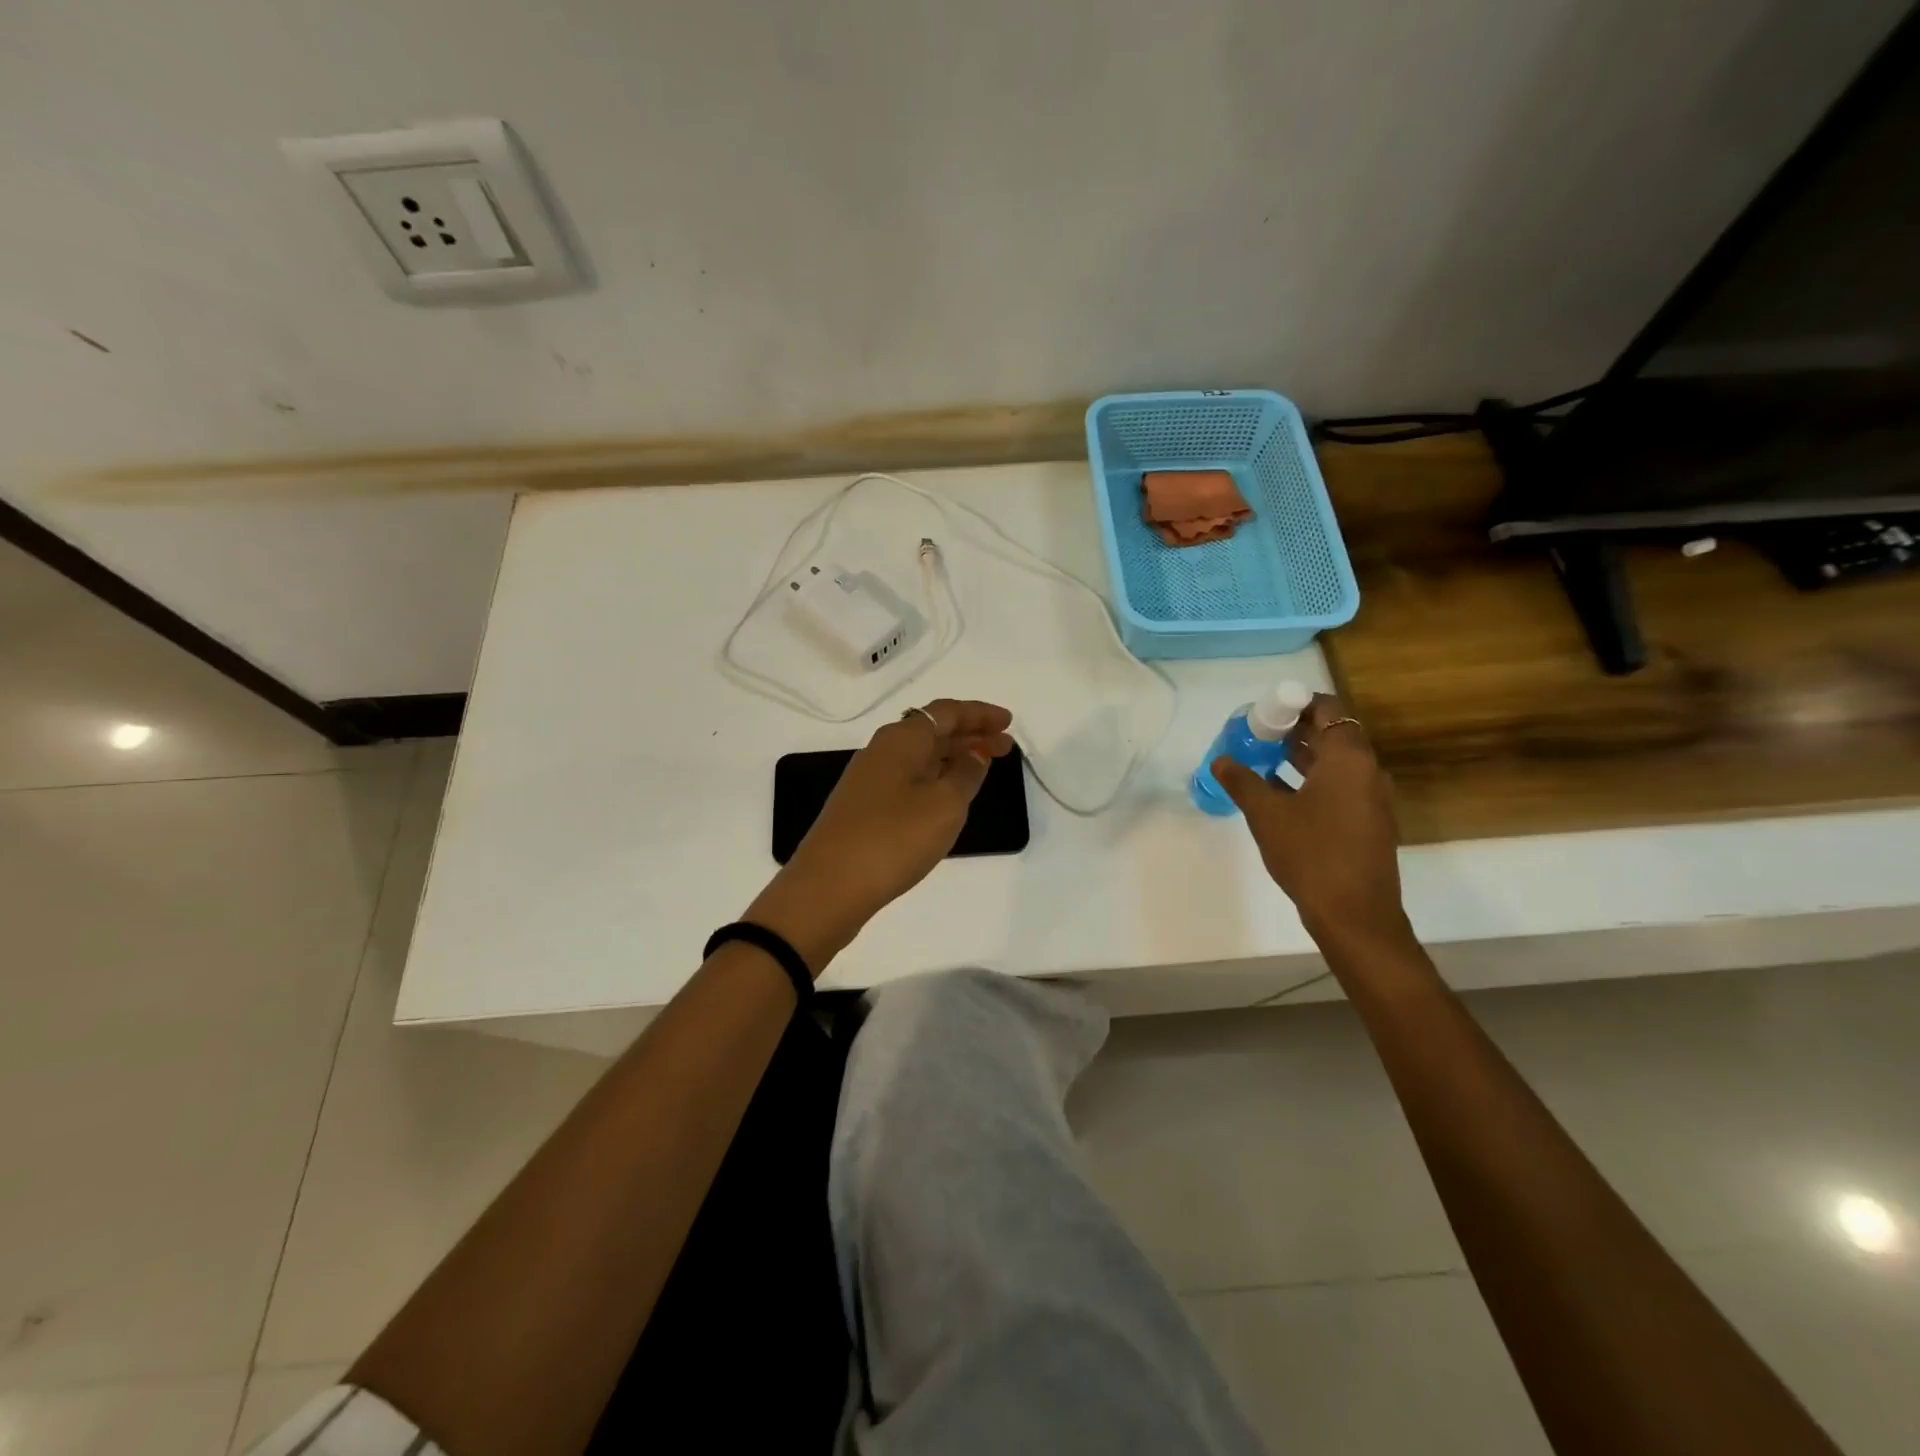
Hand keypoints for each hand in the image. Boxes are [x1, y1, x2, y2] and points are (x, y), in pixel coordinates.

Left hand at [746, 699, 1015, 974]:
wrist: (828, 887)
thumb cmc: (894, 838)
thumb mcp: (944, 805)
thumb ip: (965, 774)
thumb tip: (974, 754)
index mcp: (901, 739)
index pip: (946, 712)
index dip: (979, 714)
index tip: (1008, 722)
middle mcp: (881, 751)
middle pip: (932, 732)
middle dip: (970, 735)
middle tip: (1006, 747)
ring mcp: (868, 780)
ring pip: (920, 757)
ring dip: (952, 758)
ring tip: (983, 769)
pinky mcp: (863, 808)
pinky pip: (908, 779)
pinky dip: (934, 779)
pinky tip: (946, 797)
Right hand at [1212, 693, 1410, 950]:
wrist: (1354, 914)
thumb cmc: (1311, 853)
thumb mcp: (1267, 814)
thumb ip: (1242, 781)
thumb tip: (1221, 761)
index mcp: (1348, 758)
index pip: (1328, 710)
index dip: (1295, 704)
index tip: (1264, 710)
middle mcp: (1367, 770)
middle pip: (1332, 734)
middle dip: (1293, 729)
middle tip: (1255, 732)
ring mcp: (1370, 798)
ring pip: (1334, 762)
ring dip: (1300, 755)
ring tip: (1260, 756)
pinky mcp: (1366, 821)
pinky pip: (1338, 785)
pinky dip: (1310, 779)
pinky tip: (1277, 791)